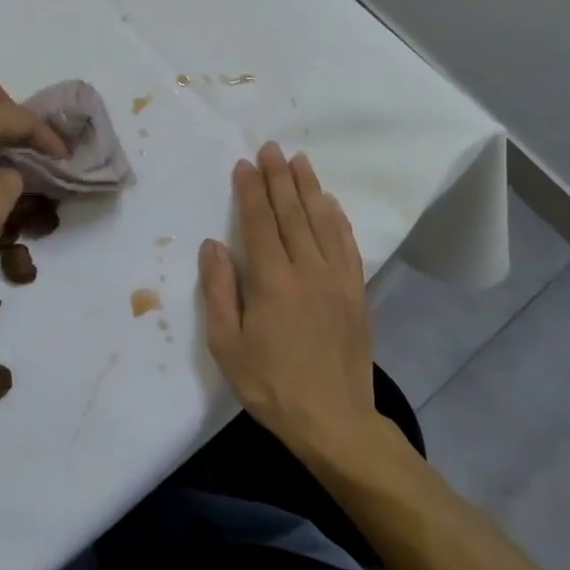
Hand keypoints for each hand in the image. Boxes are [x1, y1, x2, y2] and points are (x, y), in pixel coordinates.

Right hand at [200, 142, 379, 461]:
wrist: (335, 422)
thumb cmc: (271, 386)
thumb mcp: (227, 345)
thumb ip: (218, 291)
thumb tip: (213, 245)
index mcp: (272, 281)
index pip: (259, 222)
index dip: (250, 190)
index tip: (245, 163)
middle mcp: (308, 270)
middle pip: (292, 213)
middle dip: (279, 177)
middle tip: (272, 147)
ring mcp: (337, 280)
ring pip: (322, 222)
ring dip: (309, 188)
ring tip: (300, 161)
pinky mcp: (357, 293)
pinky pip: (347, 245)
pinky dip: (337, 219)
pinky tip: (331, 204)